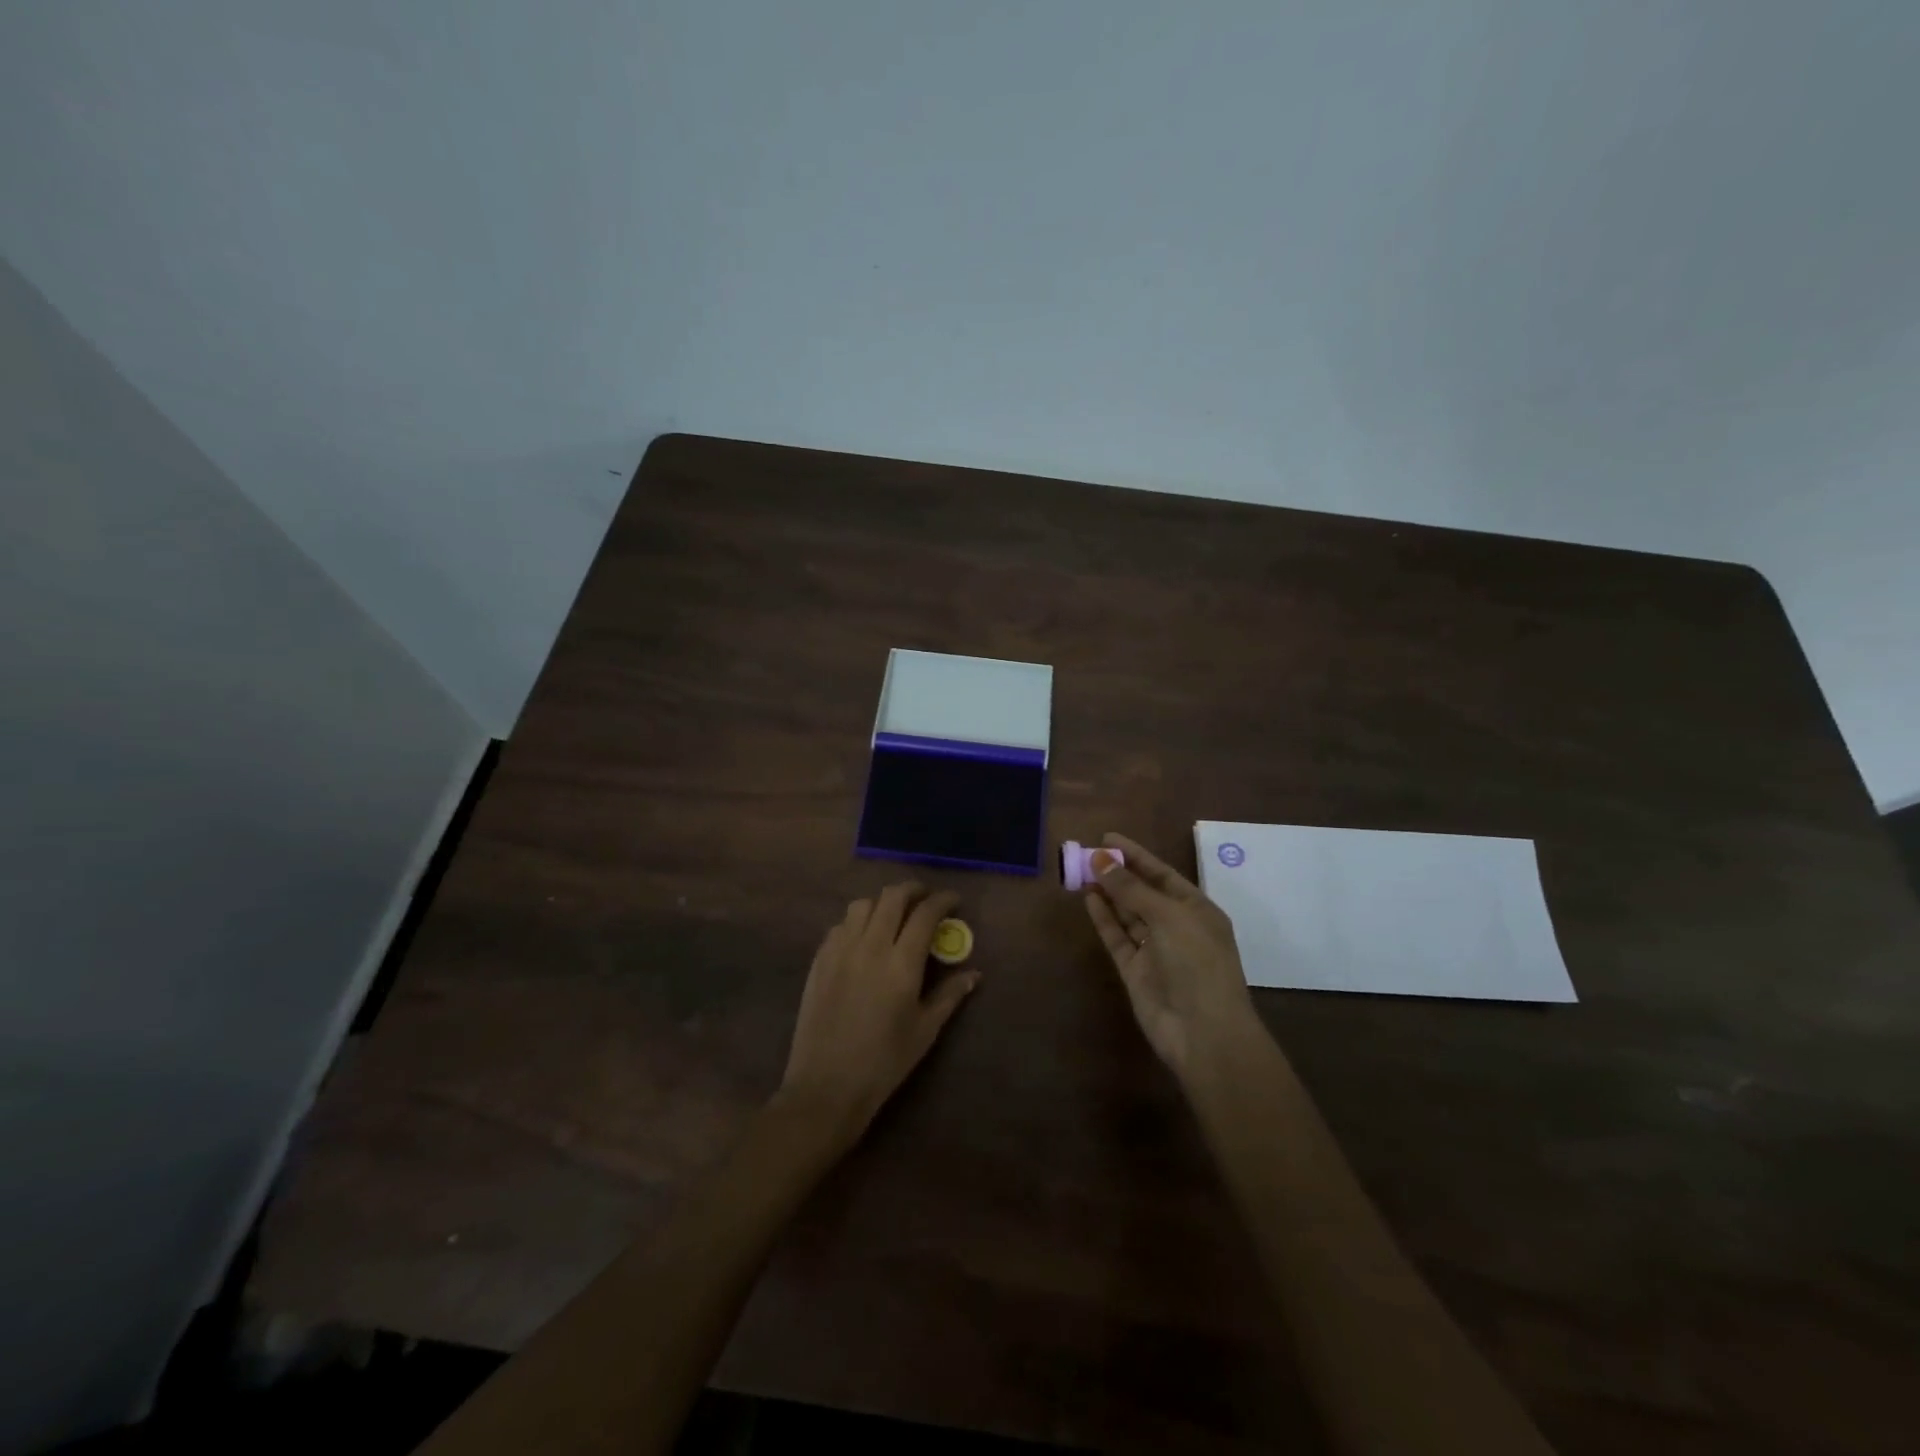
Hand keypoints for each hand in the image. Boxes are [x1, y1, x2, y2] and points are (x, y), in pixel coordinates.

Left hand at [778, 882, 980, 1144]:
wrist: (826, 1087)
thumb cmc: (884, 1063)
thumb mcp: (925, 1031)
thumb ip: (949, 996)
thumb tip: (973, 974)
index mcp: (901, 963)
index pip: (925, 914)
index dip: (942, 900)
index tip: (953, 900)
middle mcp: (870, 946)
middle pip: (892, 897)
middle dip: (913, 890)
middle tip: (925, 899)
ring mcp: (840, 950)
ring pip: (862, 905)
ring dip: (882, 903)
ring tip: (893, 916)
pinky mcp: (819, 960)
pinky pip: (840, 925)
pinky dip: (857, 922)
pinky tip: (863, 939)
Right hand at [1083, 833, 1261, 1078]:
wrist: (1203, 1032)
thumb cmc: (1196, 963)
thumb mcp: (1168, 916)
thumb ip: (1131, 889)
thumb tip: (1100, 859)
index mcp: (1197, 910)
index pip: (1162, 874)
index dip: (1136, 855)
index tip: (1107, 837)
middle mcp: (1176, 926)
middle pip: (1143, 892)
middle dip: (1118, 873)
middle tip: (1086, 852)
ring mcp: (1155, 949)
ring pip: (1127, 913)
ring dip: (1108, 892)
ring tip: (1081, 870)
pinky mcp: (1135, 970)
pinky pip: (1117, 937)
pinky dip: (1104, 918)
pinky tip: (1088, 898)